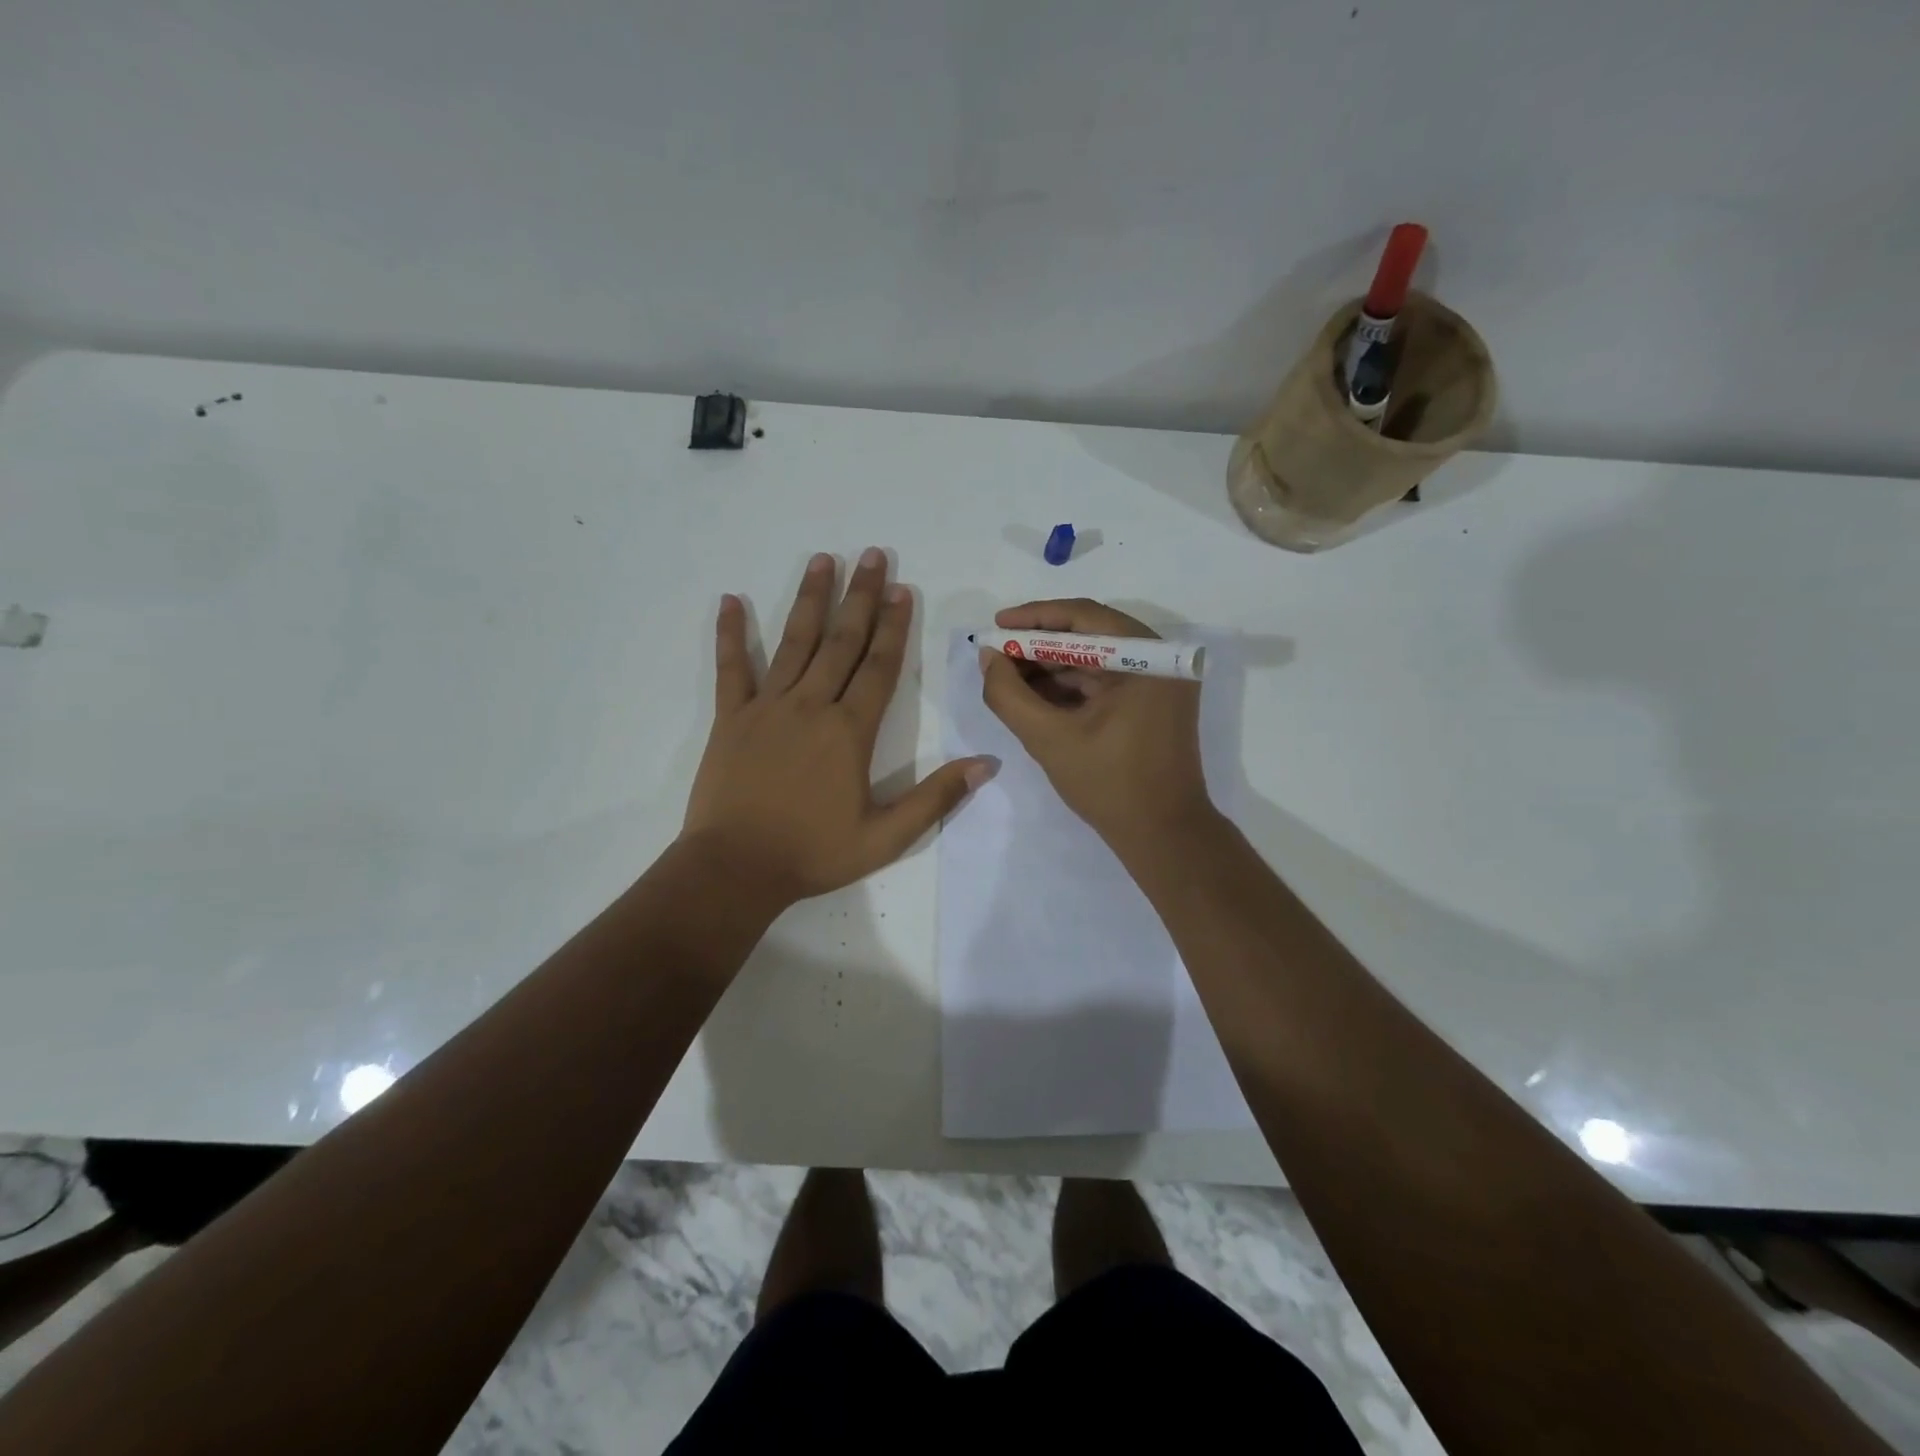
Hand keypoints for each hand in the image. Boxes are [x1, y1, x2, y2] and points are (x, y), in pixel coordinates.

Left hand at [682, 548, 993, 907]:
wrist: (736, 869)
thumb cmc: (813, 853)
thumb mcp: (886, 837)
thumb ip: (936, 798)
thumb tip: (987, 763)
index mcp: (849, 731)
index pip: (879, 667)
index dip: (893, 626)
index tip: (901, 588)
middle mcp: (810, 706)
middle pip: (841, 642)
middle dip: (860, 597)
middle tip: (871, 555)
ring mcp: (766, 708)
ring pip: (794, 642)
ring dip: (810, 599)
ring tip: (823, 560)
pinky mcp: (731, 719)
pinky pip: (731, 669)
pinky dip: (731, 634)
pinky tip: (730, 600)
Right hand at [979, 598, 1214, 850]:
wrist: (1163, 836)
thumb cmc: (1109, 784)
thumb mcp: (1048, 738)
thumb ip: (1009, 695)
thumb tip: (987, 657)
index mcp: (1147, 658)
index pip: (1084, 617)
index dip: (1034, 618)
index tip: (995, 625)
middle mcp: (1159, 660)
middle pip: (1089, 636)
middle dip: (1038, 646)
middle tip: (996, 655)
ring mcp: (1159, 683)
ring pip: (1094, 660)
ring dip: (1050, 668)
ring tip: (1007, 678)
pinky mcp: (1152, 704)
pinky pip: (1104, 682)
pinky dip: (1070, 687)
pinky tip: (1034, 697)